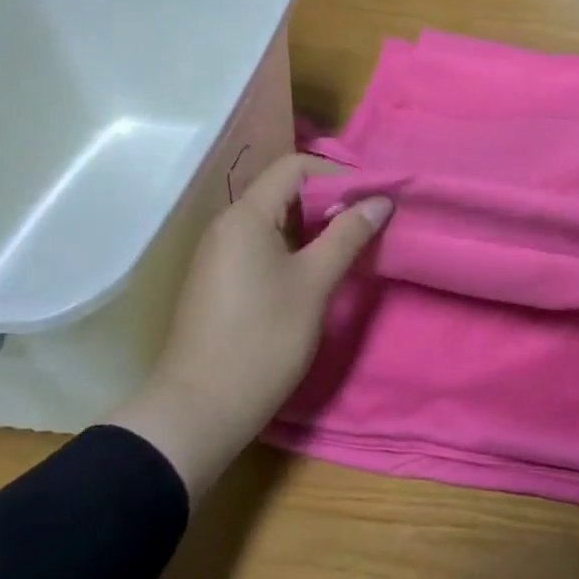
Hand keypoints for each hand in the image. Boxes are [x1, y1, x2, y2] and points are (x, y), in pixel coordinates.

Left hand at [108, 153, 391, 497]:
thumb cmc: (262, 339)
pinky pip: (262, 244)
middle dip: (330, 200)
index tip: (372, 199)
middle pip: (284, 190)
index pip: (295, 167)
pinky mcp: (220, 279)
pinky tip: (317, 270)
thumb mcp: (315, 284)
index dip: (338, 175)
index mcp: (246, 216)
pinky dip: (294, 246)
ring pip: (275, 219)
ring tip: (350, 245)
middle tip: (368, 223)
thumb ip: (348, 235)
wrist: (198, 410)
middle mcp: (227, 225)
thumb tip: (380, 201)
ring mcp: (220, 253)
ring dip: (315, 225)